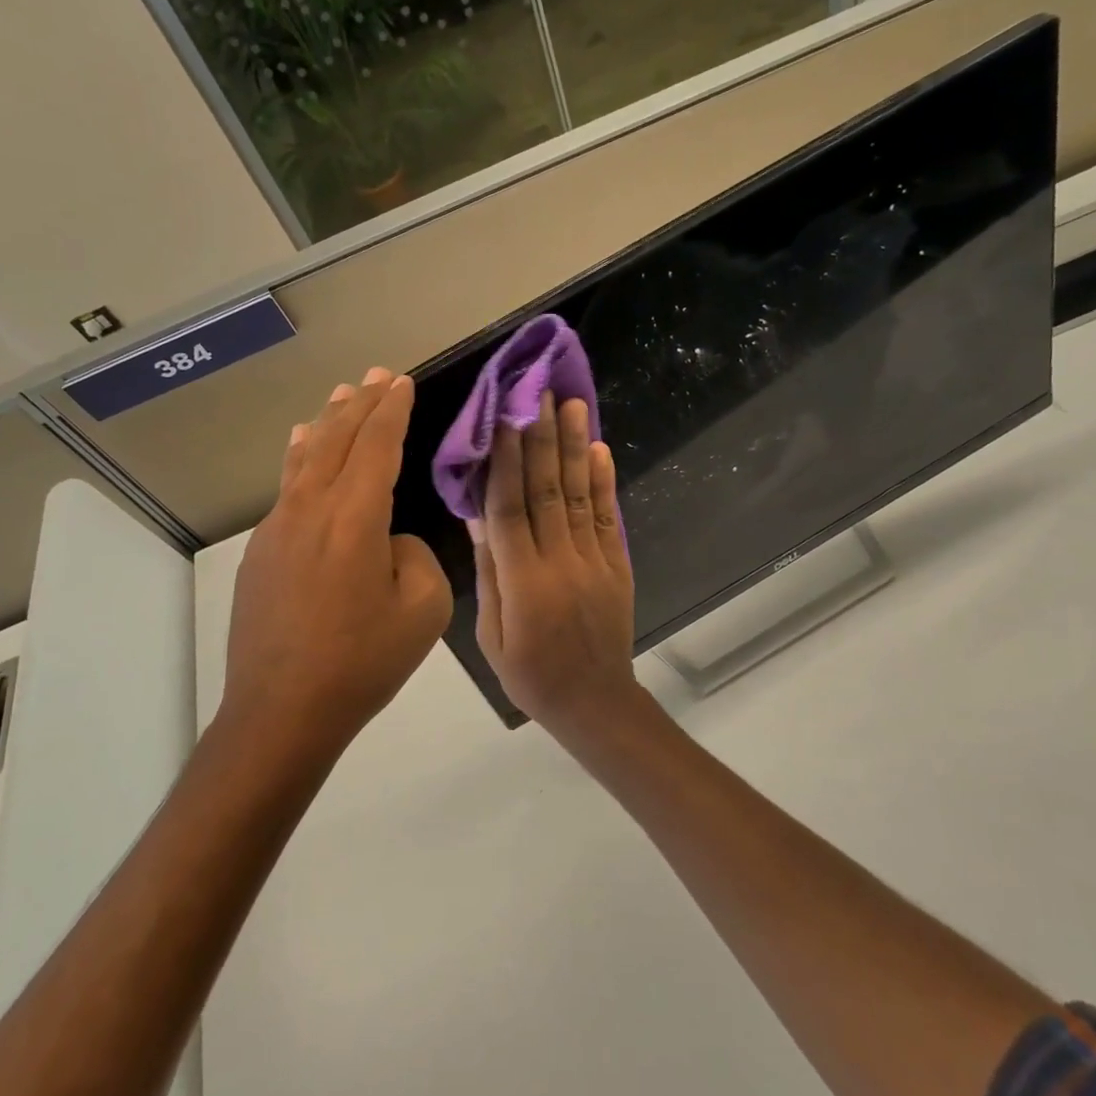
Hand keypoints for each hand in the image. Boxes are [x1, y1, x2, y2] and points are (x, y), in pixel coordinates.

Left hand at [225, 368, 453, 755]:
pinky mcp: (259, 552)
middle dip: (360, 404)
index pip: (376, 446)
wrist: (281, 711)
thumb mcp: (423, 610)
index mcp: (354, 519)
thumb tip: (388, 541)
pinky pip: (286, 487)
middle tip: (377, 375)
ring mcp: (277, 529)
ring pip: (305, 458)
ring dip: (327, 423)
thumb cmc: (362, 662)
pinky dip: (301, 457)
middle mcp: (310, 510)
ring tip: (340, 395)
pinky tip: (302, 447)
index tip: (402, 382)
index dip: (392, 411)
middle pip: (336, 441)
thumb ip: (414, 557)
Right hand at [471, 393, 663, 749]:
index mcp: (523, 581)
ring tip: (573, 406)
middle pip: (547, 490)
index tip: (502, 419)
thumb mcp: (492, 632)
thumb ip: (490, 570)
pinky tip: (600, 451)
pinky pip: (608, 518)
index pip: (509, 509)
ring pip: (580, 495)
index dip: (504, 461)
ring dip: (575, 447)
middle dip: (541, 438)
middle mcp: (560, 562)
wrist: (594, 702)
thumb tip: (477, 515)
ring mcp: (594, 561)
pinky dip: (604, 483)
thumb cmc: (530, 674)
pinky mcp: (617, 565)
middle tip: (540, 393)